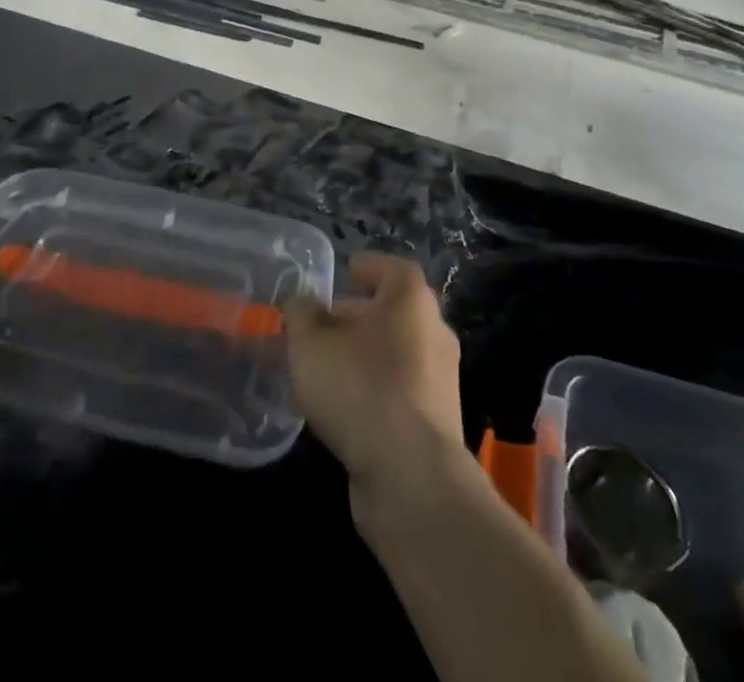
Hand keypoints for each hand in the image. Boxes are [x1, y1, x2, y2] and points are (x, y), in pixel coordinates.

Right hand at [286, 254, 465, 505]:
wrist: (412, 476)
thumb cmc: (360, 388)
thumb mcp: (311, 343)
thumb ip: (302, 314)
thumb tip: (303, 303)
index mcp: (411, 301)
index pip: (393, 269)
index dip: (368, 268)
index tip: (346, 272)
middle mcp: (434, 332)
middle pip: (395, 312)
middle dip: (358, 316)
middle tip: (323, 325)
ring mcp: (441, 381)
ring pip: (398, 353)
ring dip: (365, 355)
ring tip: (325, 368)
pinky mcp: (438, 423)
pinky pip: (401, 391)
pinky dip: (375, 389)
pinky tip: (344, 407)